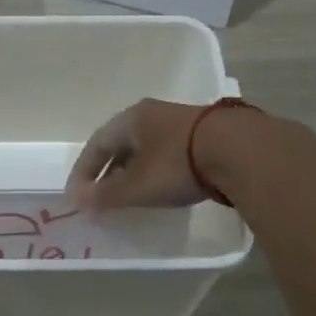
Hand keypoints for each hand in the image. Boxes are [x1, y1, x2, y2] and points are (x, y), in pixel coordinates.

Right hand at [64, 98, 210, 210]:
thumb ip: (106, 194)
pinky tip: (161, 186)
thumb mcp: (136, 185)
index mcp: (130, 119)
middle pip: (121, 143)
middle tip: (100, 195)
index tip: (76, 195)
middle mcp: (152, 114)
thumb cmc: (176, 164)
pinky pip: (167, 153)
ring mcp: (180, 122)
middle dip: (108, 170)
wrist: (239, 150)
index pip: (97, 144)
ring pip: (145, 147)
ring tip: (129, 194)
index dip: (84, 170)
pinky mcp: (204, 135)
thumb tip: (76, 200)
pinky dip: (155, 170)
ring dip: (132, 170)